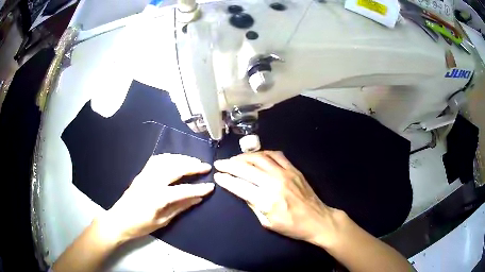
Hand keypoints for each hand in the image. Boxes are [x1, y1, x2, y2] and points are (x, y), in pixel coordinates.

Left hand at [98, 154, 214, 243]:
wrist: (119, 220)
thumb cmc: (140, 225)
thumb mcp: (162, 221)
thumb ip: (180, 207)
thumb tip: (197, 198)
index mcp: (157, 197)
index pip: (183, 190)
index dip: (198, 188)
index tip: (211, 186)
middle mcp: (151, 182)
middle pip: (175, 168)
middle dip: (192, 166)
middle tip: (206, 166)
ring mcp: (144, 175)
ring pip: (166, 160)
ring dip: (181, 158)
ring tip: (194, 160)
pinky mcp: (141, 173)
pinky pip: (156, 160)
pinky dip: (168, 157)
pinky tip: (175, 159)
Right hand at [214, 151, 344, 246]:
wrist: (317, 219)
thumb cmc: (292, 226)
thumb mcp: (267, 223)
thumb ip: (253, 205)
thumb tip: (241, 191)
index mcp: (266, 200)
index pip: (239, 185)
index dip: (225, 179)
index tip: (217, 175)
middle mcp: (273, 182)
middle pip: (246, 168)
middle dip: (229, 164)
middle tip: (220, 164)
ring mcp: (285, 173)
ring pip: (259, 158)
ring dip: (244, 157)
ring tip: (235, 159)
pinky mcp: (293, 169)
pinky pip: (276, 155)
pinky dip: (263, 153)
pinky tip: (257, 156)